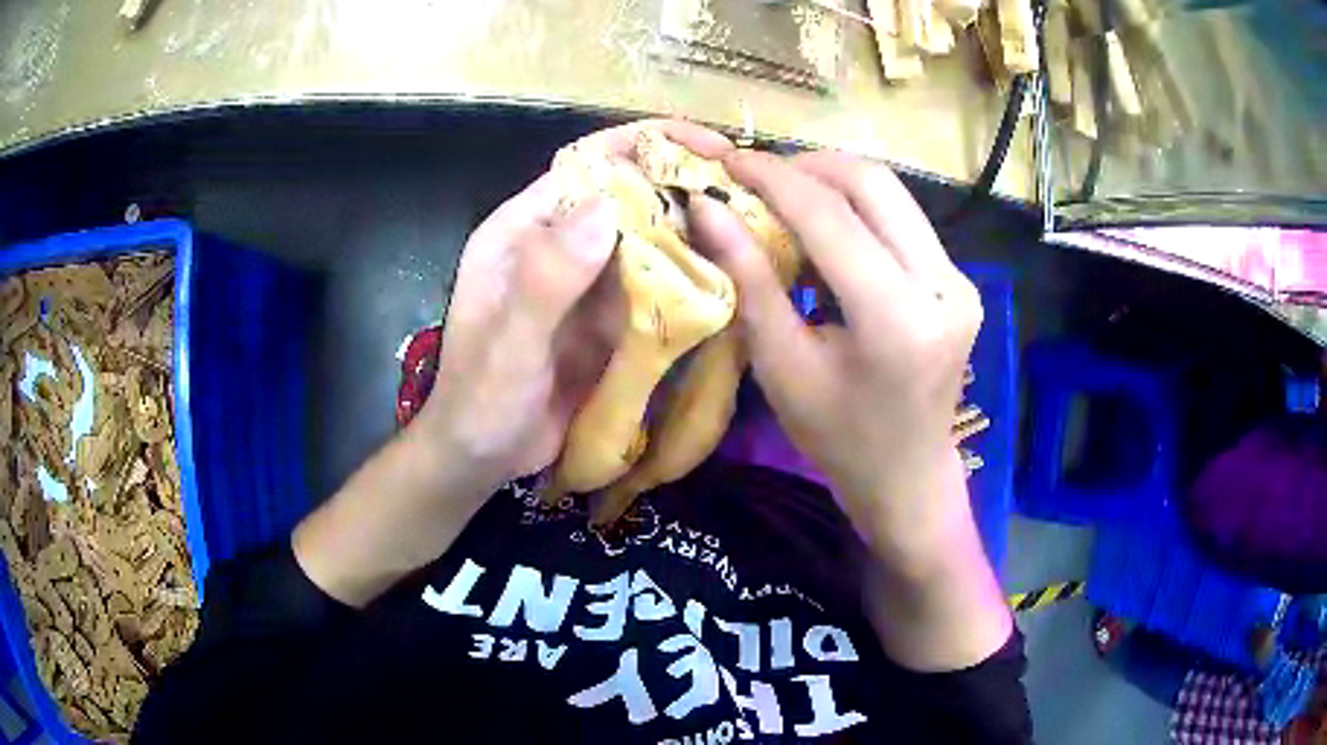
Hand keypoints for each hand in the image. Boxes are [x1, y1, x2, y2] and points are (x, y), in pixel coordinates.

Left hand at [295, 121, 733, 606]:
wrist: (481, 458)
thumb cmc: (480, 401)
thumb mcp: (508, 344)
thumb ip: (546, 280)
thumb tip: (604, 206)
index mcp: (522, 230)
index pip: (585, 165)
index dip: (643, 144)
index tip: (705, 146)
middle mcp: (557, 244)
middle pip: (625, 197)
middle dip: (681, 188)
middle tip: (746, 194)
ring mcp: (585, 281)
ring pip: (645, 240)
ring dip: (692, 233)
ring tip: (751, 231)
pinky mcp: (606, 317)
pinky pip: (652, 285)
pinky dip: (687, 280)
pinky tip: (727, 282)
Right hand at [689, 149, 1009, 670]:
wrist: (908, 476)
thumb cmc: (837, 438)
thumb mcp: (782, 365)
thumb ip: (748, 279)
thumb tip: (707, 208)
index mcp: (897, 319)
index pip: (832, 216)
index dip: (773, 177)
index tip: (726, 159)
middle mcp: (942, 287)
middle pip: (873, 183)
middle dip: (807, 167)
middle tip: (756, 178)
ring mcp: (959, 281)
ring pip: (892, 194)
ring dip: (833, 183)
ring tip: (784, 199)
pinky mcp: (959, 281)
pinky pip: (903, 220)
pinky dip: (858, 210)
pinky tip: (825, 231)